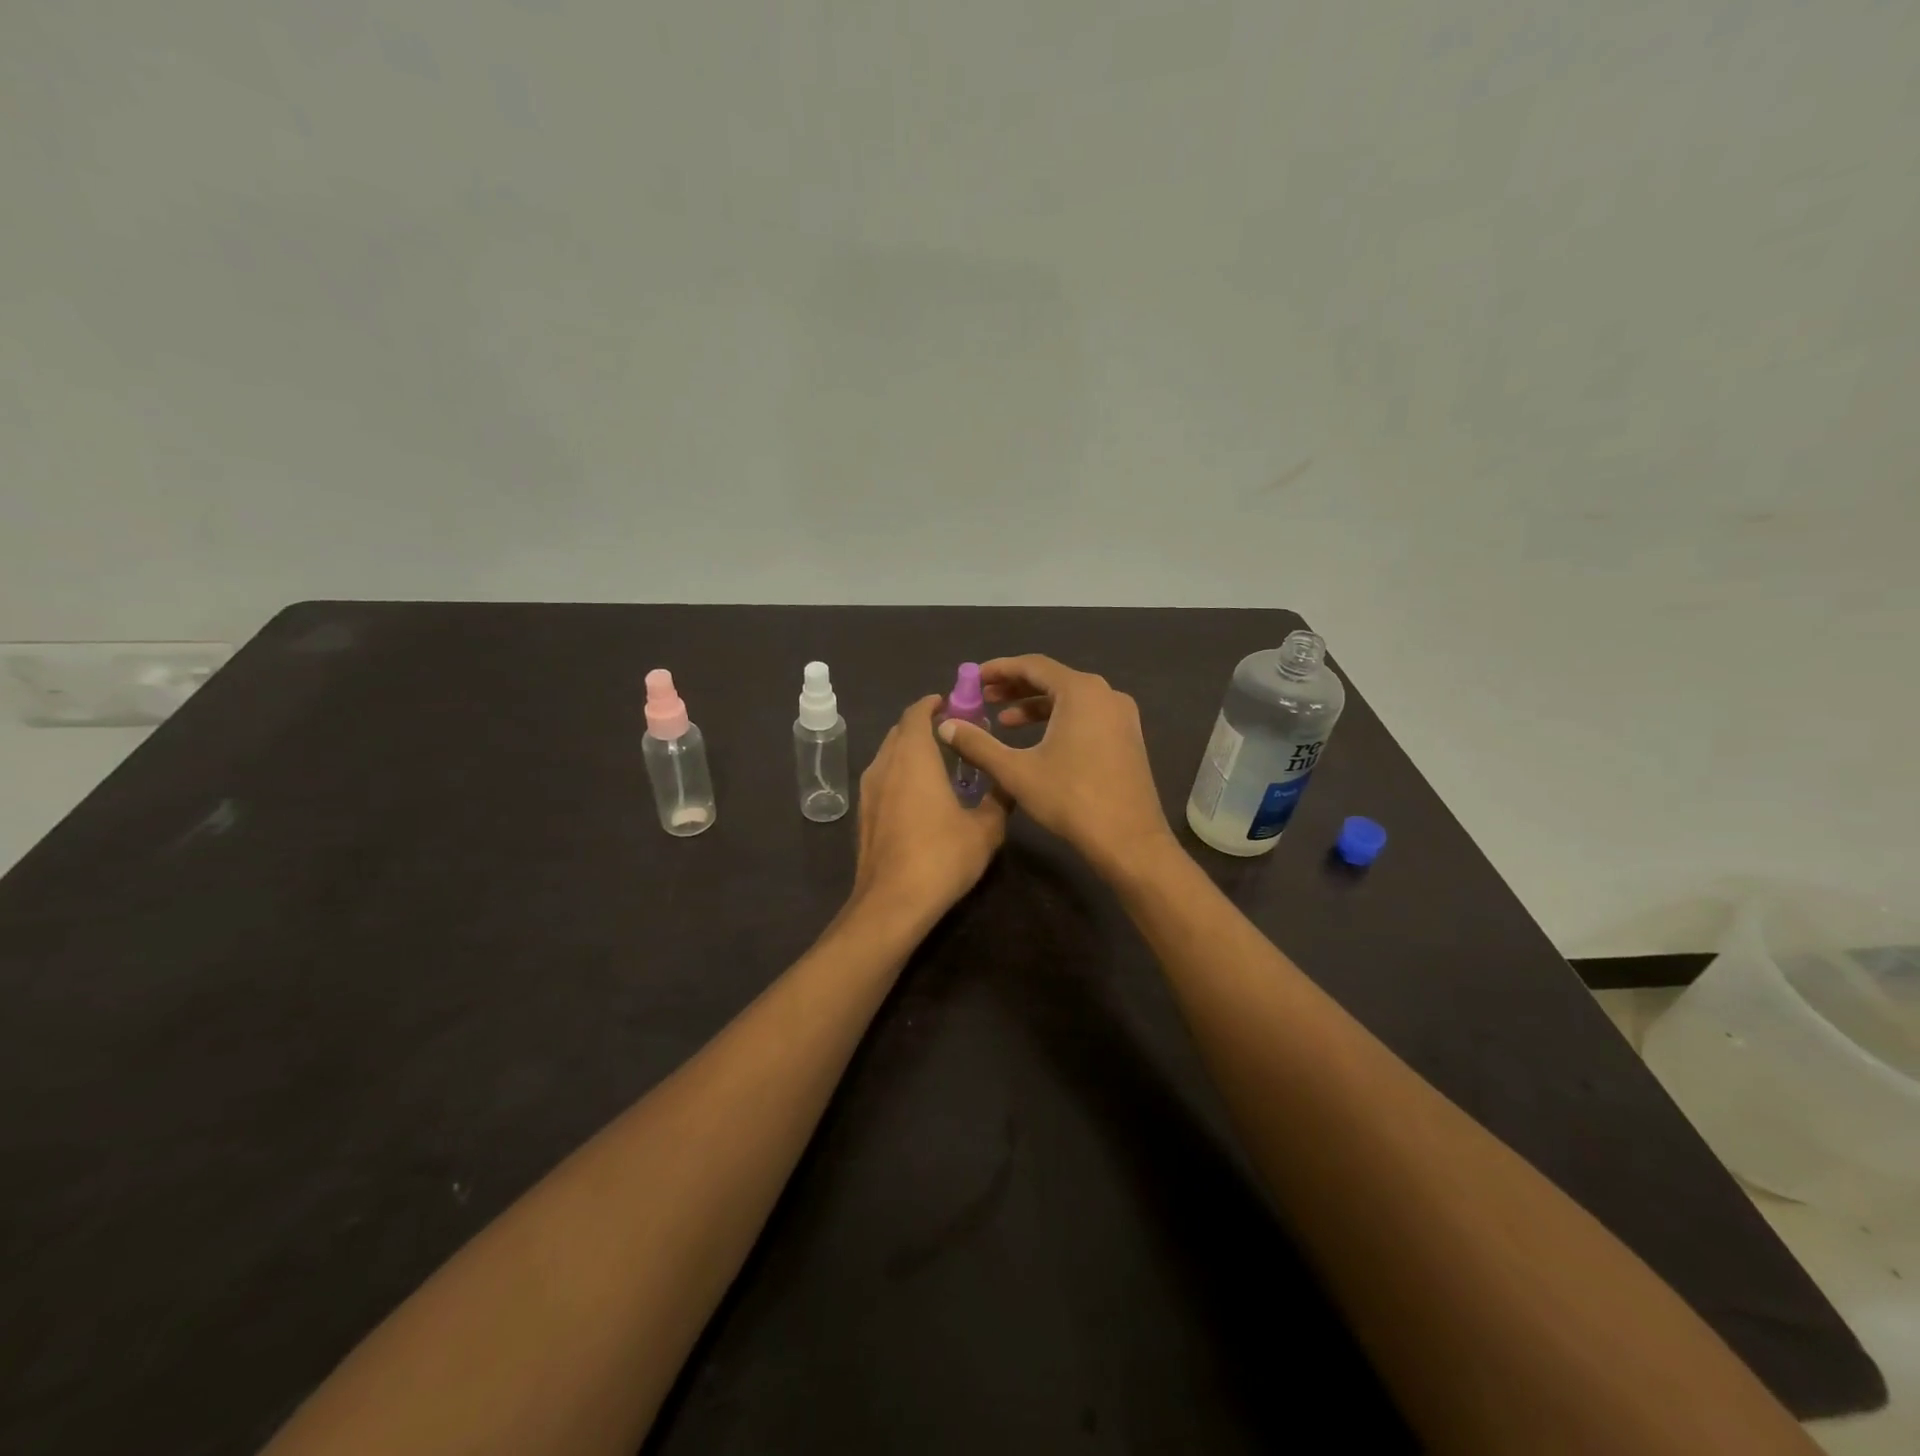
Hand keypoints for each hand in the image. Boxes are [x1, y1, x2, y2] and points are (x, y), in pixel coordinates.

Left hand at [848, 696, 1008, 930]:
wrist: (892, 903)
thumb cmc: (941, 857)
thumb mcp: (985, 829)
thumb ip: (998, 799)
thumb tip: (1010, 784)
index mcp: (913, 757)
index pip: (916, 713)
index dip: (933, 704)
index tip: (953, 704)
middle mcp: (885, 765)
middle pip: (900, 731)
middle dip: (923, 726)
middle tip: (953, 734)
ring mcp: (868, 791)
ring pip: (888, 755)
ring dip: (910, 750)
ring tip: (939, 763)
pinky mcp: (863, 815)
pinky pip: (882, 779)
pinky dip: (900, 774)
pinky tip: (920, 797)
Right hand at [936, 655, 1175, 880]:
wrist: (1129, 840)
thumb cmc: (1071, 799)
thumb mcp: (1016, 771)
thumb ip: (978, 744)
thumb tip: (945, 725)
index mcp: (1081, 691)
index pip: (1033, 665)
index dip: (999, 669)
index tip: (974, 678)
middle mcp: (1106, 694)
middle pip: (1053, 679)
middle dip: (1015, 688)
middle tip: (984, 698)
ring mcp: (1121, 716)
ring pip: (1070, 699)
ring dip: (1036, 706)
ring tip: (1004, 721)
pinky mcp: (1127, 737)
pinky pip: (1086, 715)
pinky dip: (1058, 720)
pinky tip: (1038, 741)